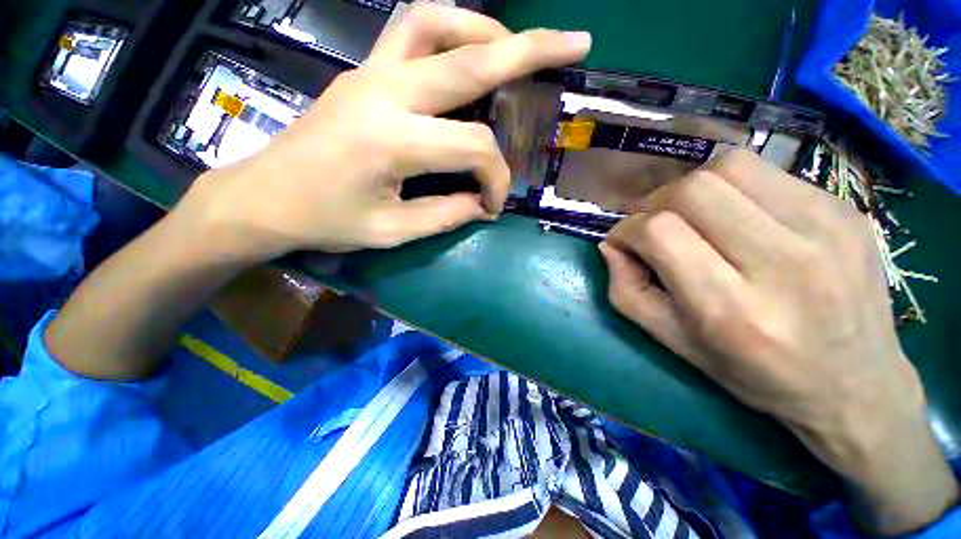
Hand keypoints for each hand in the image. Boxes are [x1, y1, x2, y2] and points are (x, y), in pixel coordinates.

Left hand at [178, 5, 590, 259]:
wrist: (264, 198)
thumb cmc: (326, 222)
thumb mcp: (394, 232)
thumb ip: (447, 215)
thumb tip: (483, 204)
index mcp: (392, 140)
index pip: (474, 147)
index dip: (496, 179)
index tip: (493, 205)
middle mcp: (384, 90)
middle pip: (469, 57)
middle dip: (530, 49)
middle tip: (576, 43)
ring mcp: (370, 71)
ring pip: (437, 21)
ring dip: (487, 29)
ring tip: (518, 49)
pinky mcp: (364, 71)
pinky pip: (414, 31)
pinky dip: (453, 33)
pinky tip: (470, 54)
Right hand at [599, 150, 956, 534]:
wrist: (855, 391)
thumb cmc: (751, 379)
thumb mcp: (672, 343)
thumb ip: (629, 289)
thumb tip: (613, 246)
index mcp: (731, 309)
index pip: (660, 229)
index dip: (630, 228)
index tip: (622, 239)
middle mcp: (780, 263)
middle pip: (694, 191)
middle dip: (657, 203)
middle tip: (653, 224)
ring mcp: (826, 231)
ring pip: (731, 167)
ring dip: (694, 185)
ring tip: (690, 213)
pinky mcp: (847, 216)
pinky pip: (770, 170)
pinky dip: (735, 180)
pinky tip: (734, 208)